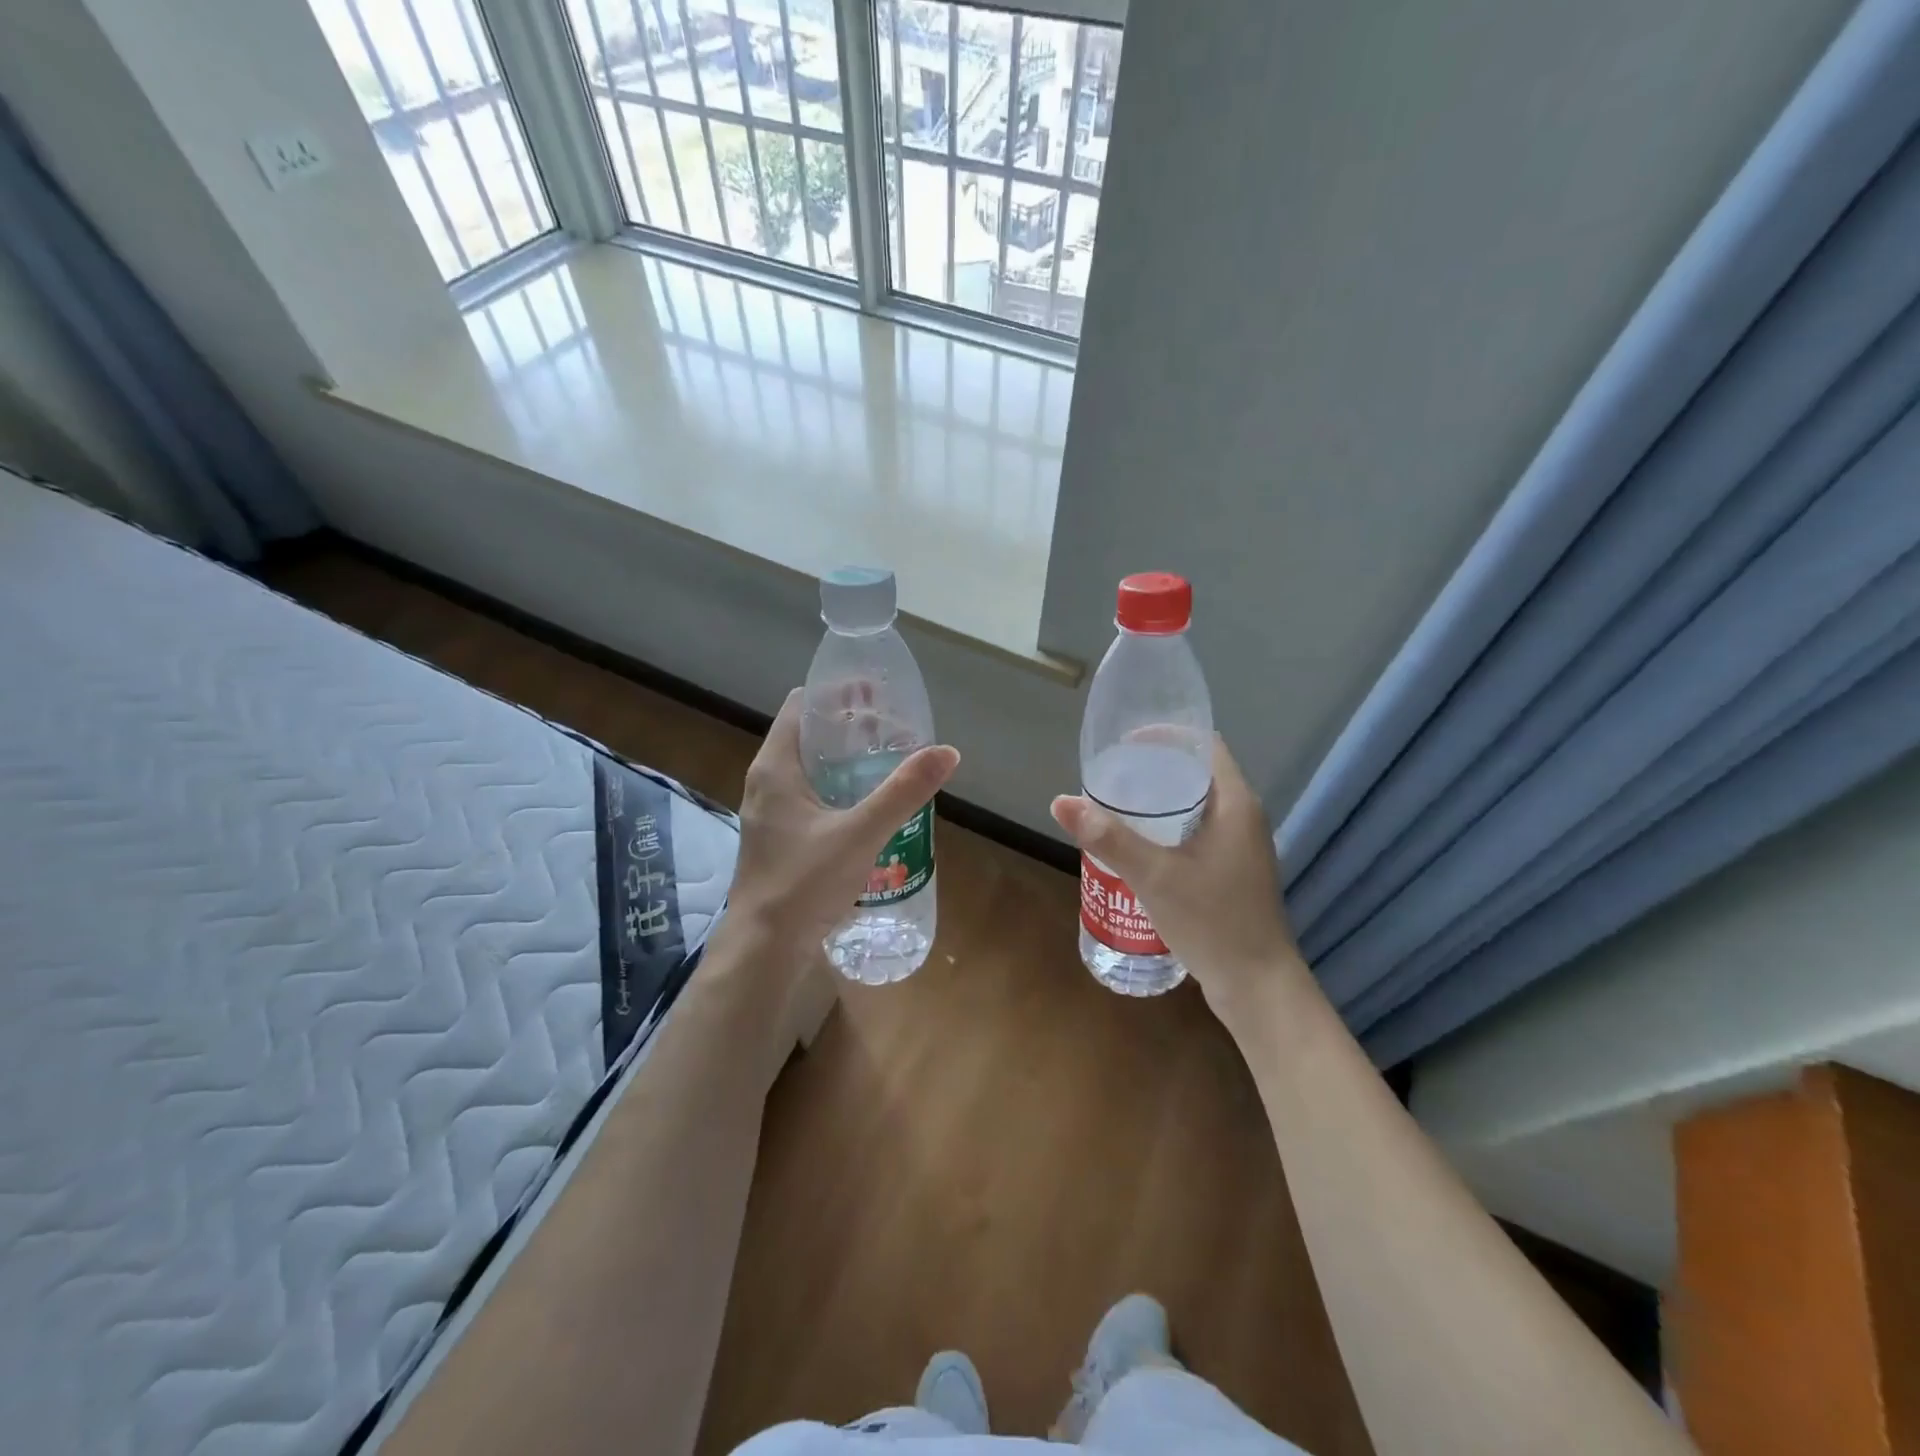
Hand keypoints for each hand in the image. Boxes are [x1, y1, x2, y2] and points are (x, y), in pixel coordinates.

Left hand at [720, 689, 959, 959]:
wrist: (765, 947)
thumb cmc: (805, 883)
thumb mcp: (861, 833)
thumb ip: (903, 792)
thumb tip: (946, 752)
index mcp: (775, 767)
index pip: (801, 706)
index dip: (836, 693)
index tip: (874, 693)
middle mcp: (766, 782)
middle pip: (807, 734)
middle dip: (848, 726)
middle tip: (892, 727)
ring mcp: (770, 811)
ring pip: (809, 767)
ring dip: (844, 758)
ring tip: (887, 759)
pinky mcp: (778, 836)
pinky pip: (809, 795)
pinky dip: (837, 786)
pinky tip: (868, 803)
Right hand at [1050, 737, 1306, 1017]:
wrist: (1258, 988)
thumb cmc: (1213, 922)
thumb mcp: (1154, 876)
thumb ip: (1109, 838)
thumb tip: (1061, 801)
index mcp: (1236, 804)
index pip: (1205, 745)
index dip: (1166, 735)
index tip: (1124, 743)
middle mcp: (1244, 818)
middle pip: (1197, 774)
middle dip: (1154, 770)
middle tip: (1111, 776)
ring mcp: (1241, 848)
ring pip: (1196, 806)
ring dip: (1159, 802)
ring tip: (1116, 806)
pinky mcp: (1233, 872)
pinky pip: (1197, 833)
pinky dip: (1168, 829)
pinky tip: (1138, 847)